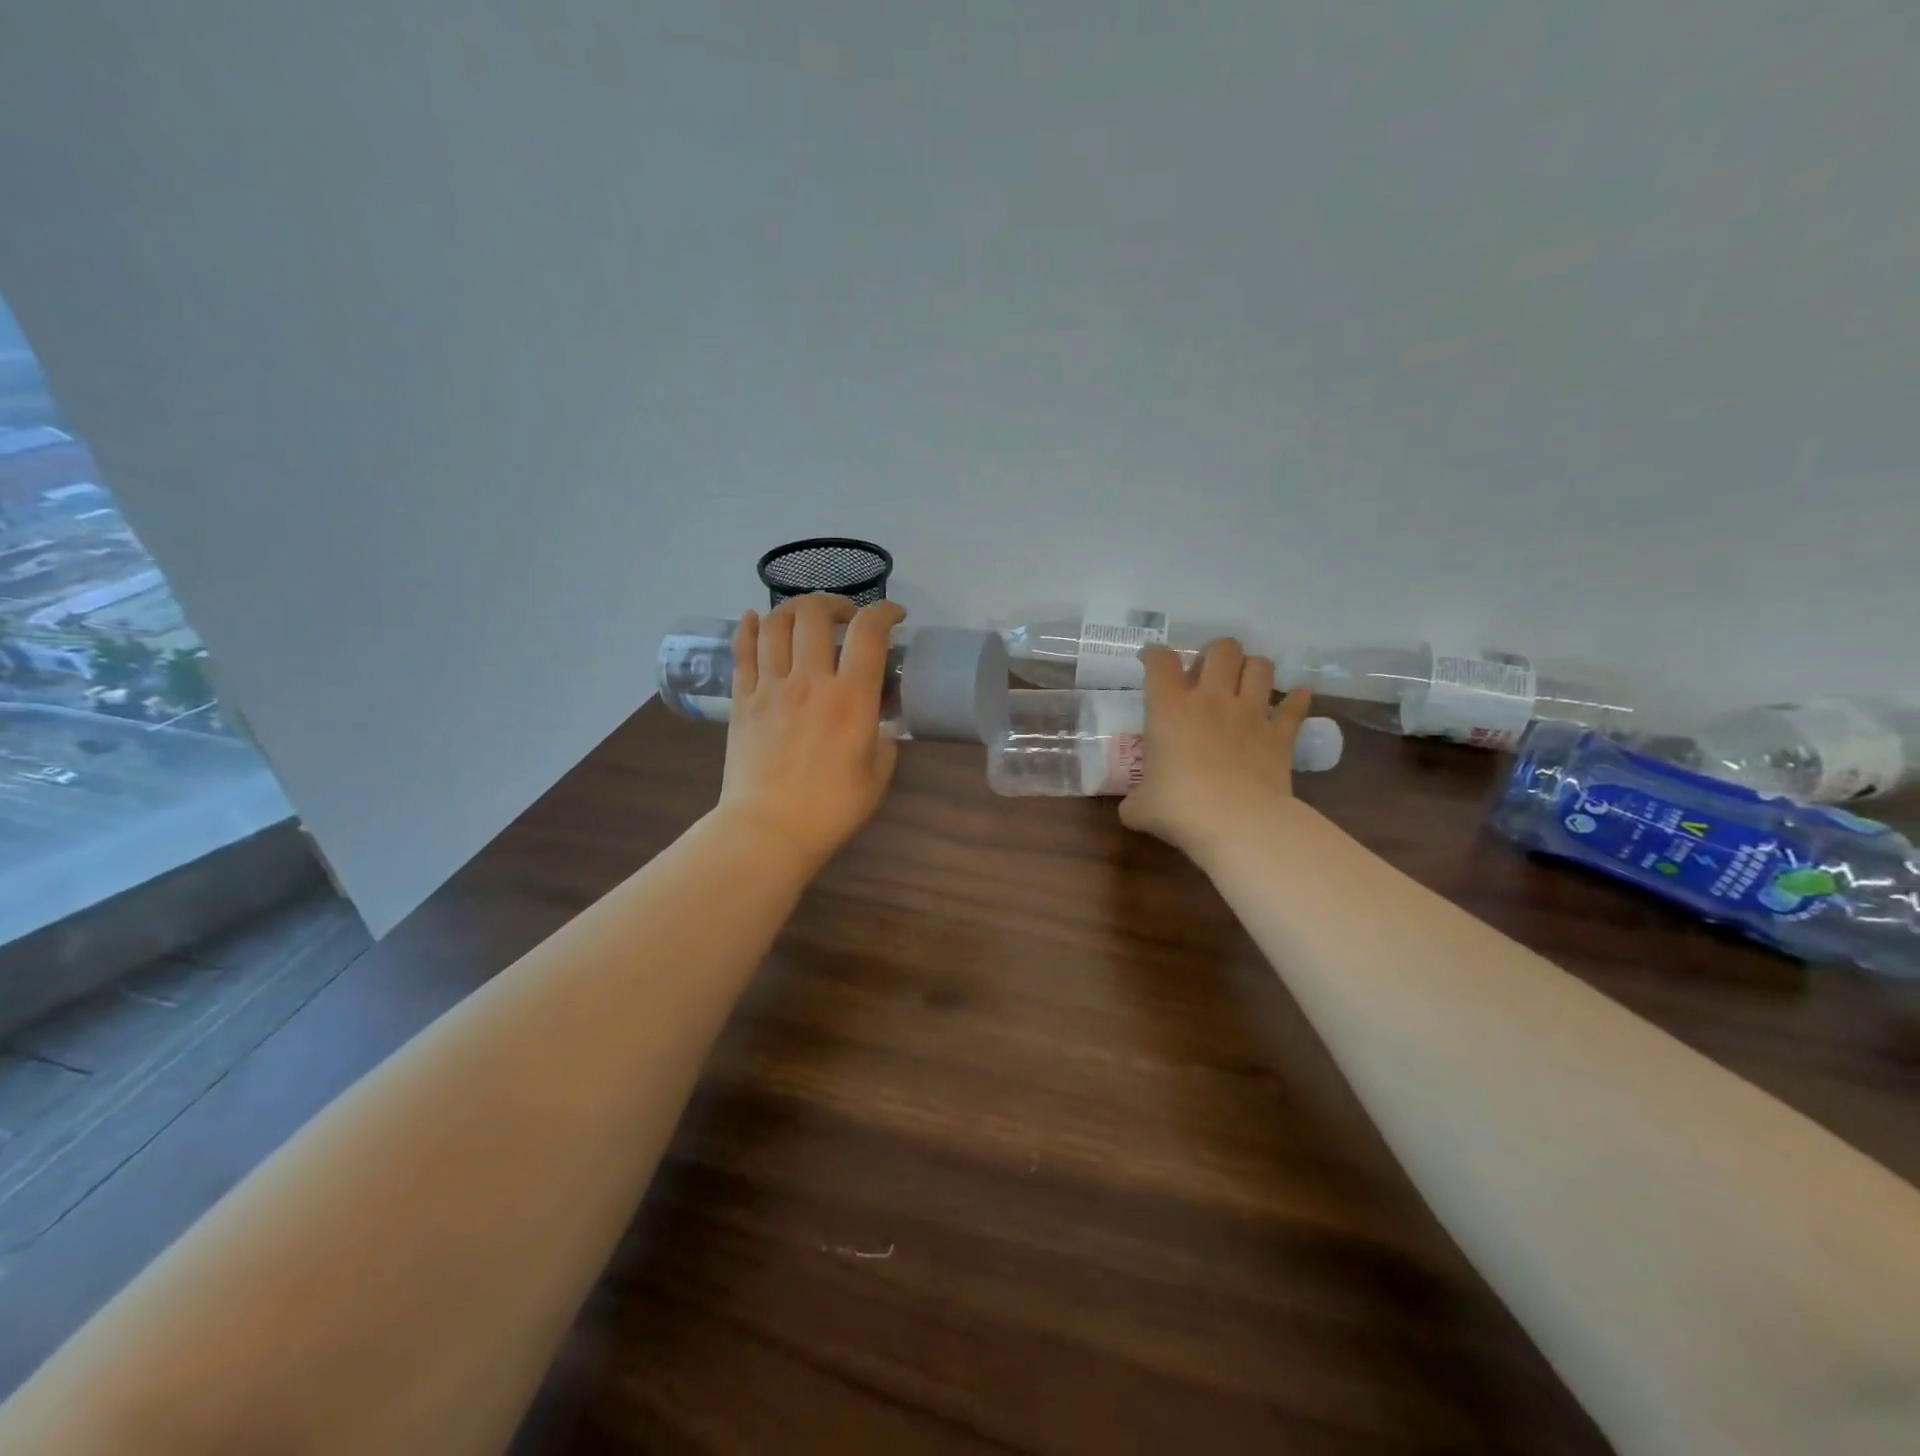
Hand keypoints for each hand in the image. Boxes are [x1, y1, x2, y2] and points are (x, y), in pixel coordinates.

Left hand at [716, 594, 905, 868]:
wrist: (769, 829)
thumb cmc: (831, 808)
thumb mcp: (878, 774)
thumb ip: (884, 739)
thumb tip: (877, 723)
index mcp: (851, 698)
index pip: (869, 632)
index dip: (884, 612)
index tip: (894, 615)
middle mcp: (810, 680)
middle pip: (815, 613)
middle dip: (835, 603)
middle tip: (845, 618)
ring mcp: (770, 687)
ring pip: (775, 624)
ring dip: (794, 609)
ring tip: (805, 618)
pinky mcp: (742, 701)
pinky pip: (742, 651)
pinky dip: (748, 628)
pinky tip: (754, 619)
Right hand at [1120, 638, 1314, 855]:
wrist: (1237, 823)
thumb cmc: (1179, 809)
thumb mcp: (1140, 807)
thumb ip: (1135, 800)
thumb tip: (1132, 808)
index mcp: (1169, 709)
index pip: (1160, 662)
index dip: (1154, 654)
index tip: (1152, 660)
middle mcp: (1211, 700)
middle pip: (1221, 649)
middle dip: (1215, 653)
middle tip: (1207, 673)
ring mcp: (1250, 713)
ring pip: (1260, 666)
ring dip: (1253, 668)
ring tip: (1245, 682)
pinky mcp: (1280, 734)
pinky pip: (1295, 707)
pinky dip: (1296, 700)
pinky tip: (1296, 698)